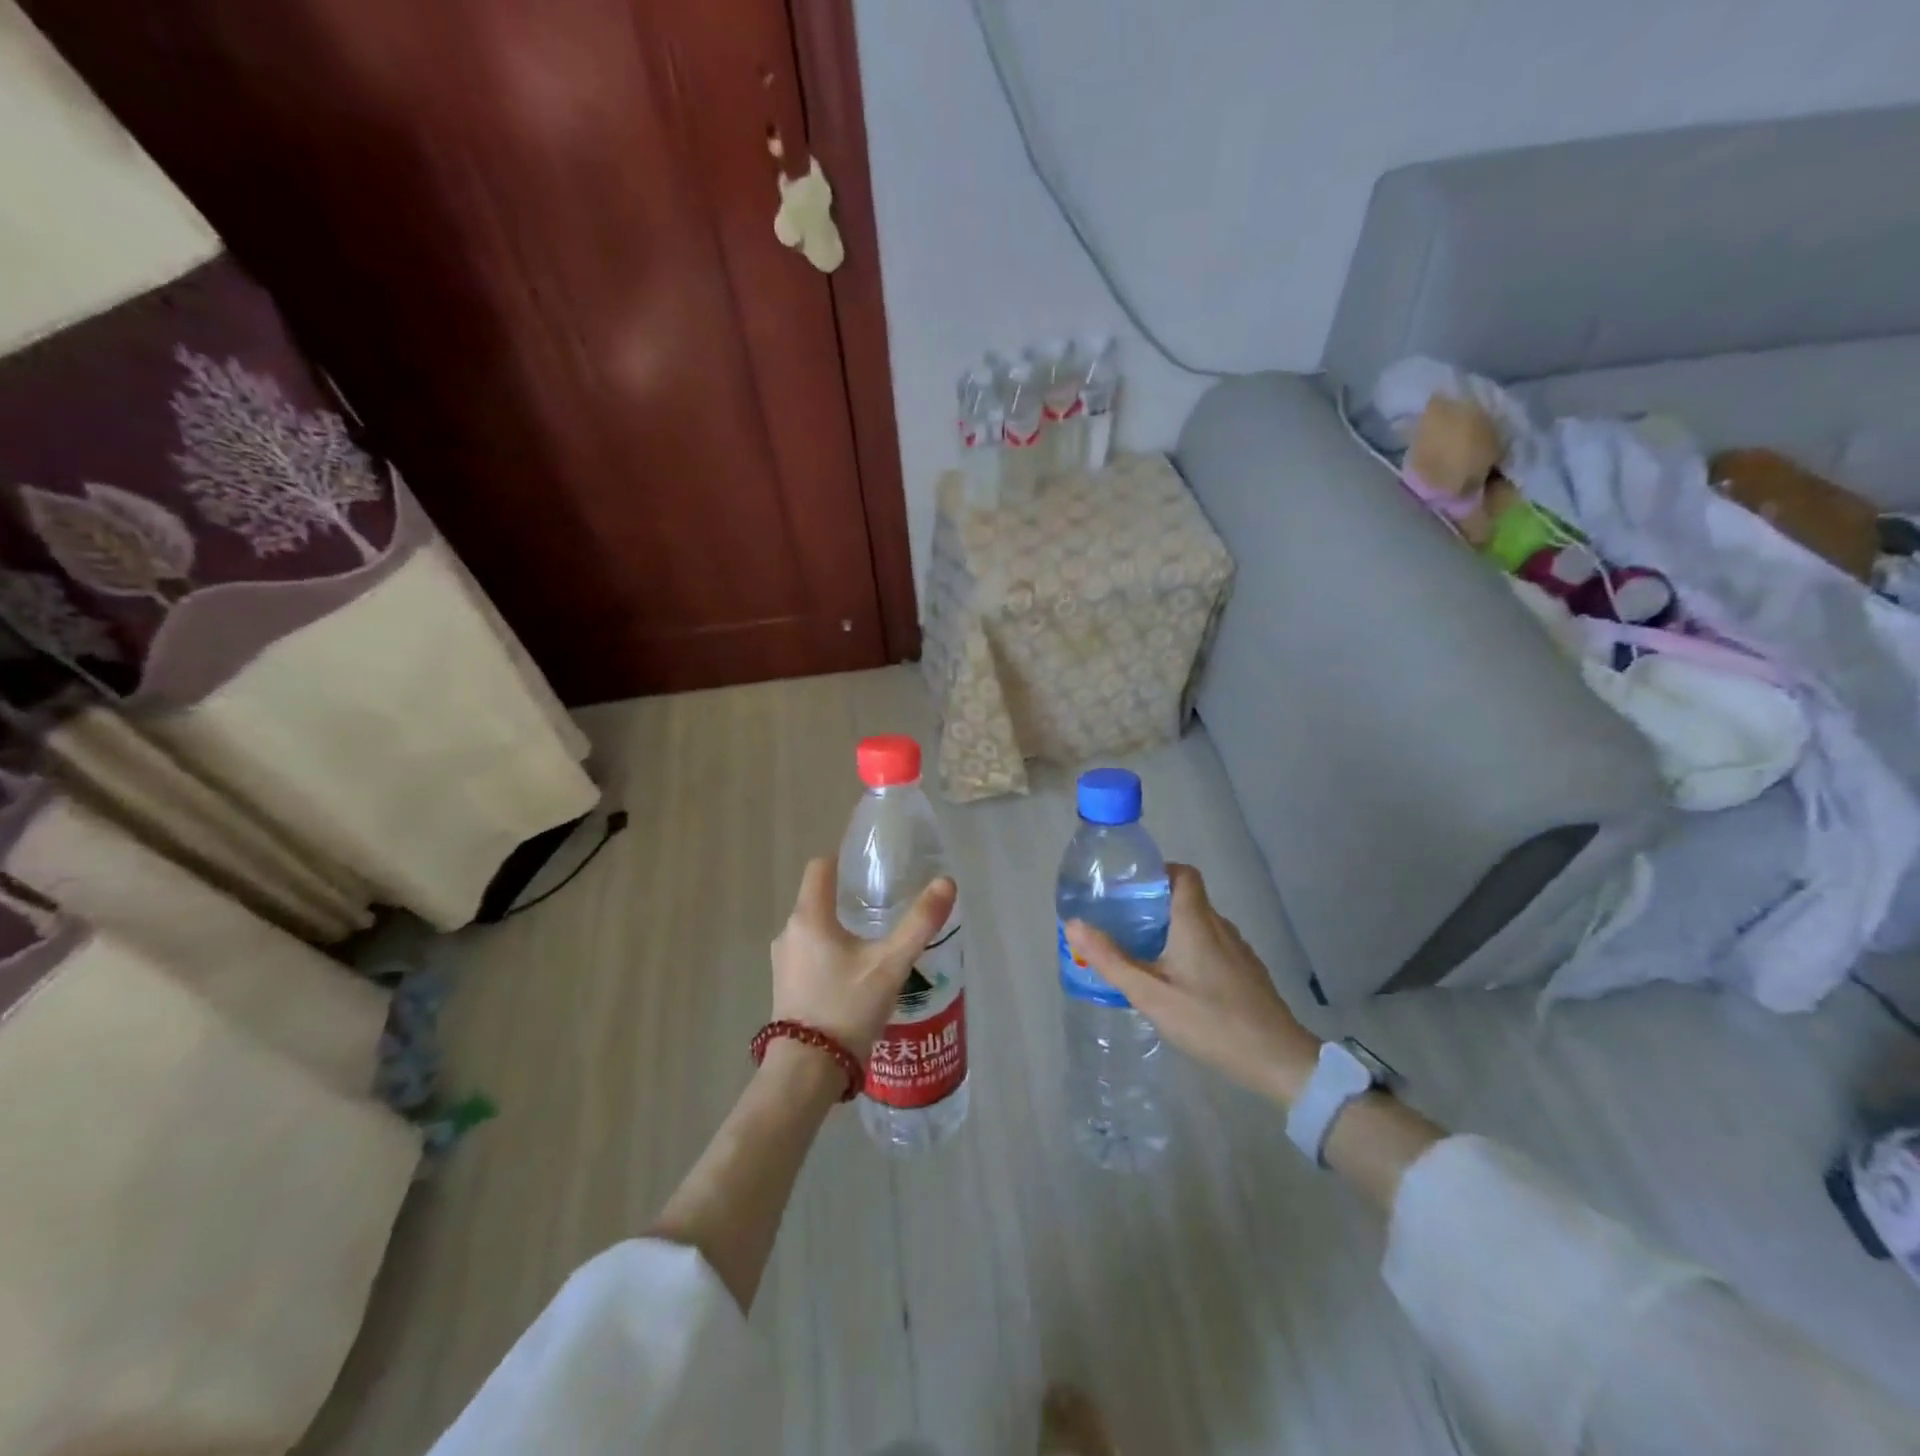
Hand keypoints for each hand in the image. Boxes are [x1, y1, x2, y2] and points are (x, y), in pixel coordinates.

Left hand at [771, 858, 955, 1061]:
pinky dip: (830, 952)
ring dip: (840, 927)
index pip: (820, 867)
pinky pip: (809, 953)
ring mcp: (783, 961)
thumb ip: (919, 922)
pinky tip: (856, 973)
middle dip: (848, 897)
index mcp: (809, 917)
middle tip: (884, 905)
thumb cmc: (847, 1008)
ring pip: (814, 928)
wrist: (807, 1072)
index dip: (843, 859)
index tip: (870, 865)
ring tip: (874, 941)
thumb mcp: (891, 964)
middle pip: (817, 897)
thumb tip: (947, 882)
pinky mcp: (785, 986)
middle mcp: (789, 932)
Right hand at [1065, 864, 1318, 1104]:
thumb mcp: (1151, 994)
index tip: (1129, 888)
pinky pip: (1213, 946)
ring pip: (1200, 924)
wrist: (1278, 1060)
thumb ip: (1111, 959)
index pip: (1182, 873)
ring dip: (1173, 929)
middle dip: (1155, 905)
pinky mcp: (1248, 973)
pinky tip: (1178, 982)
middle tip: (1123, 924)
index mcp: (1196, 921)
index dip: (1157, 872)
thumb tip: (1073, 924)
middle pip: (1187, 898)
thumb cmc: (1210, 1021)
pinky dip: (1192, 950)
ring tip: (1144, 952)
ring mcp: (1238, 950)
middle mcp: (1220, 926)